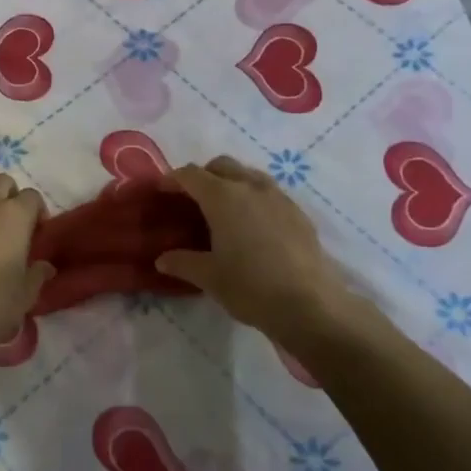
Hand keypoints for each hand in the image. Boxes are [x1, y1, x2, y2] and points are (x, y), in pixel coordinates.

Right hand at [155, 156, 398, 352]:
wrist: (310, 305)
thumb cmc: (250, 286)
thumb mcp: (208, 277)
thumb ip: (182, 262)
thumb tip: (162, 259)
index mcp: (223, 197)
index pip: (190, 175)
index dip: (171, 179)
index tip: (160, 191)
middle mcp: (251, 187)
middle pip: (221, 165)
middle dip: (202, 175)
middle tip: (190, 199)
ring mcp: (279, 197)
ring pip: (248, 175)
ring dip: (231, 182)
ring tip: (223, 209)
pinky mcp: (298, 213)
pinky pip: (269, 193)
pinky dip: (253, 198)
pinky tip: (252, 226)